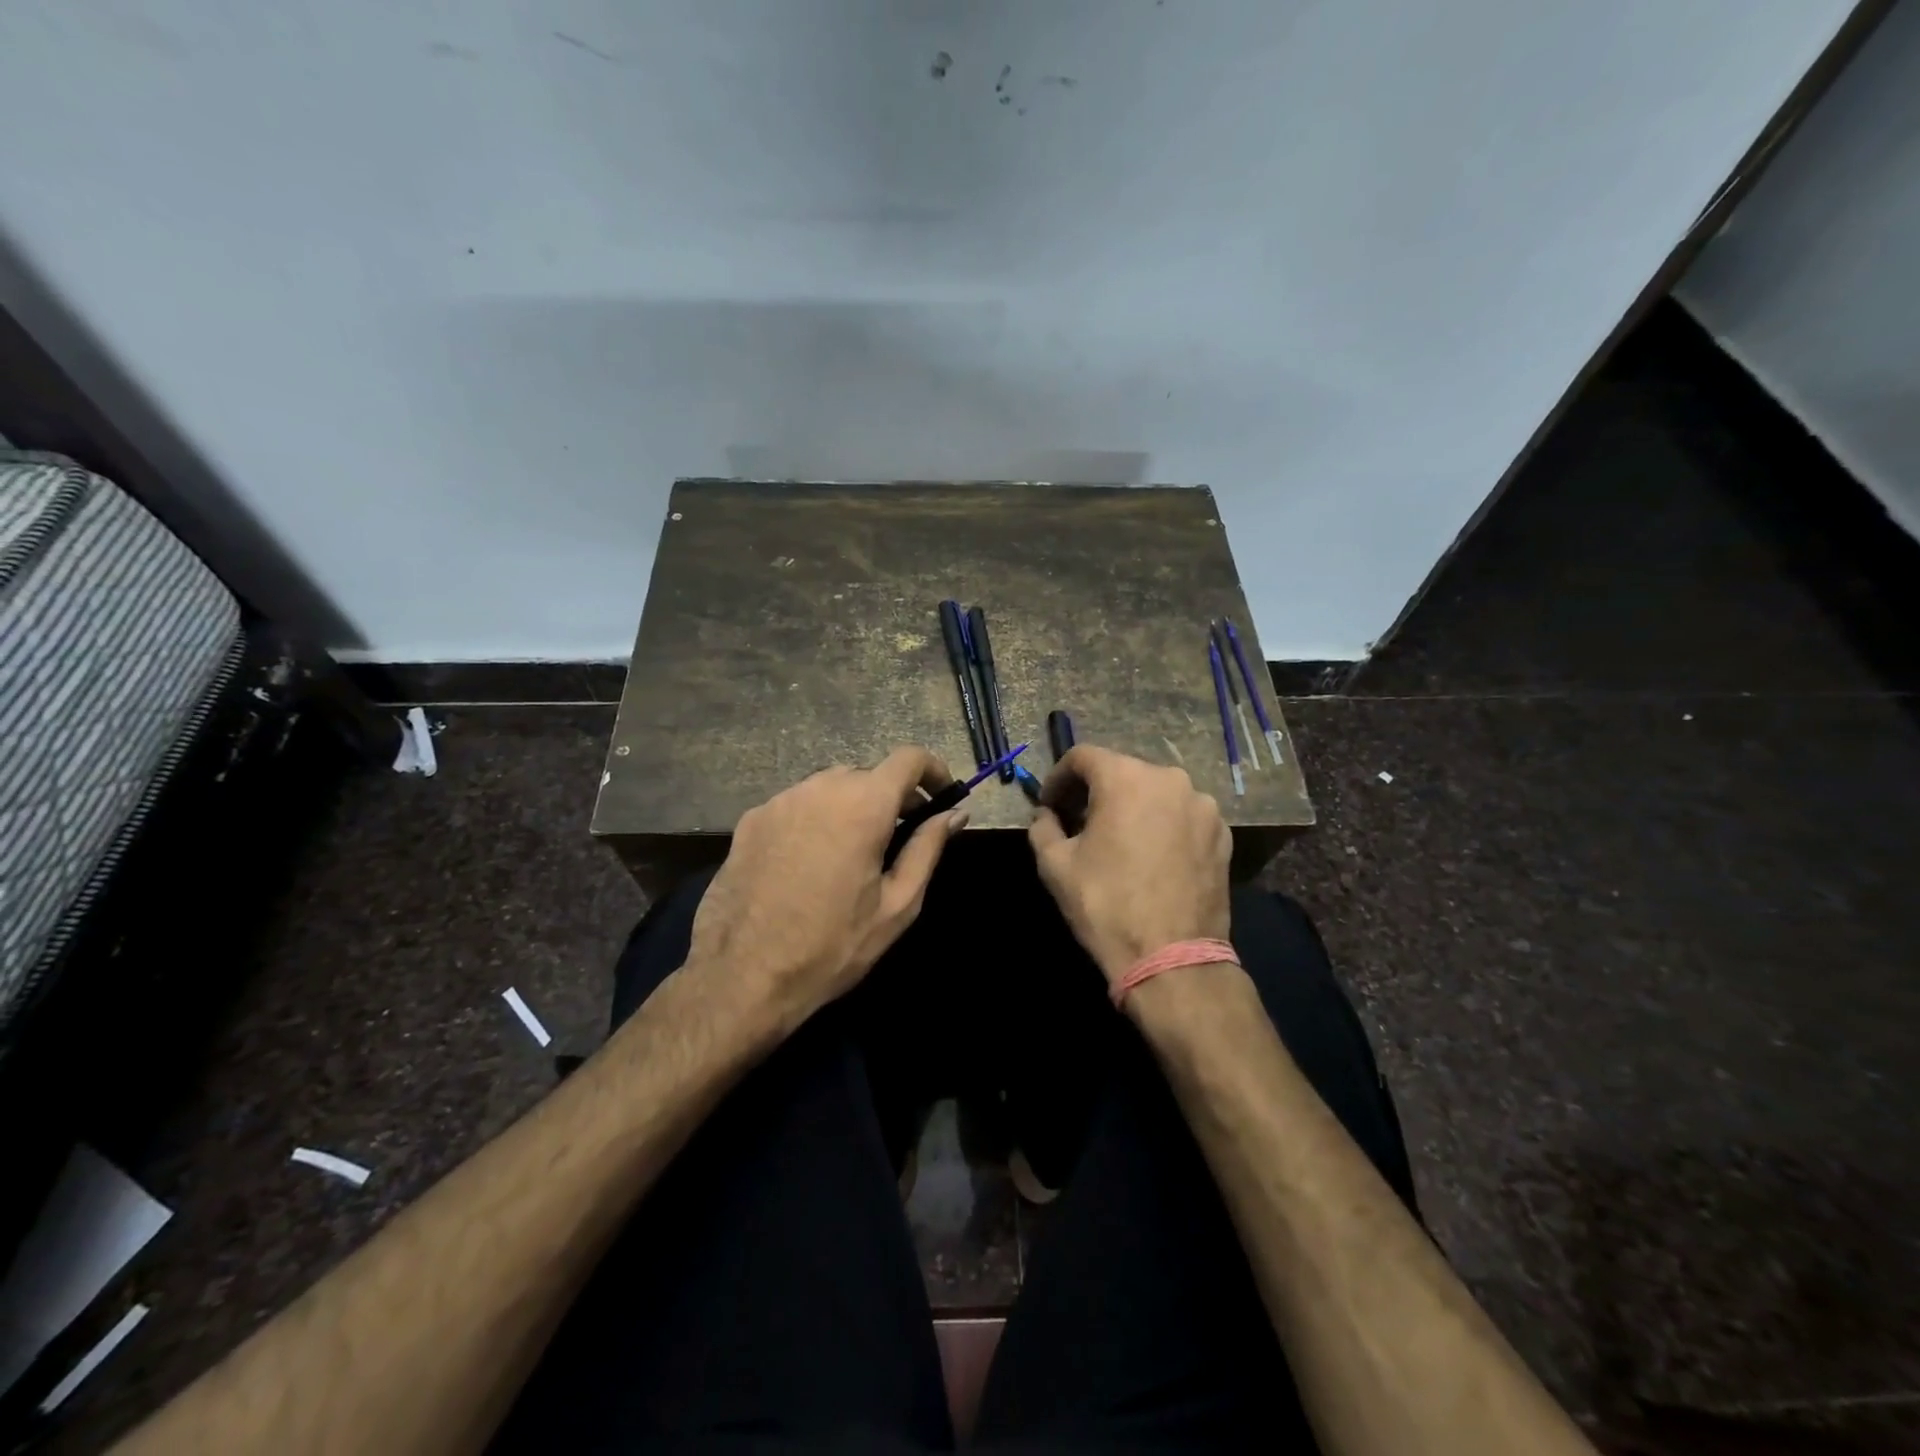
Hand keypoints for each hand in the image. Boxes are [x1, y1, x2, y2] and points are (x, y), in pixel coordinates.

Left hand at [686, 747, 963, 1025]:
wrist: (742, 977)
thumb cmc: (832, 946)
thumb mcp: (896, 905)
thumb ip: (928, 849)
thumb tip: (955, 814)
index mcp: (863, 805)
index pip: (908, 759)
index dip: (933, 770)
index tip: (943, 795)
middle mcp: (819, 788)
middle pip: (868, 774)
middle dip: (892, 796)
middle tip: (902, 833)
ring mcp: (779, 801)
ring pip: (829, 787)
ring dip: (851, 806)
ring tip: (854, 851)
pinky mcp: (749, 821)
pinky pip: (796, 805)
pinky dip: (815, 818)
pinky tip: (810, 862)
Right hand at [1028, 746, 1231, 988]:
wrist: (1173, 958)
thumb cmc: (1106, 905)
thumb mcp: (1055, 865)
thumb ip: (1043, 827)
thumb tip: (1046, 814)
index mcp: (1126, 778)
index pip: (1083, 756)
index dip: (1059, 777)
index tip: (1050, 804)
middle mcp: (1169, 779)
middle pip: (1122, 771)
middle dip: (1096, 792)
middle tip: (1078, 823)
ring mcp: (1203, 806)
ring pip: (1155, 793)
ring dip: (1132, 808)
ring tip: (1118, 841)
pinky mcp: (1222, 834)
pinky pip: (1182, 816)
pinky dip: (1162, 825)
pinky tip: (1151, 857)